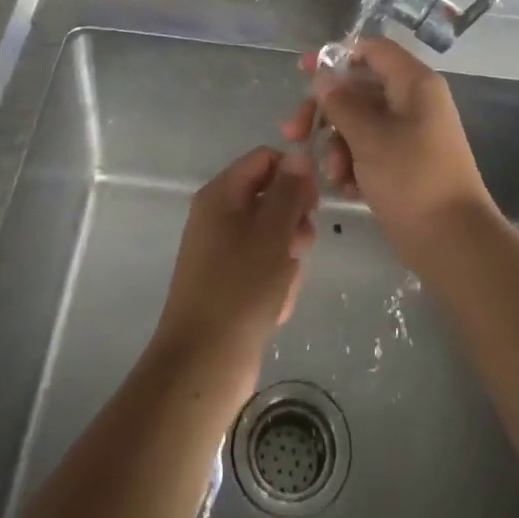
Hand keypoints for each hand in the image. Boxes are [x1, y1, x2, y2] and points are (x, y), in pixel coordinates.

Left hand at [151, 146, 318, 410]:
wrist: (204, 363)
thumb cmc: (240, 288)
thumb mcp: (272, 232)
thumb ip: (289, 190)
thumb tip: (298, 155)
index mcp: (221, 194)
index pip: (265, 159)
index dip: (294, 173)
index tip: (314, 203)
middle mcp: (217, 216)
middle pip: (270, 197)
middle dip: (293, 222)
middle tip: (301, 246)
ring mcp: (221, 251)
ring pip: (272, 236)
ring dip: (288, 257)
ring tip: (285, 285)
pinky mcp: (228, 283)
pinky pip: (262, 267)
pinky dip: (275, 282)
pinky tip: (276, 306)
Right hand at [282, 38, 496, 269]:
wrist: (453, 242)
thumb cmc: (412, 179)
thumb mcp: (369, 138)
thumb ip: (341, 104)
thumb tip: (323, 78)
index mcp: (414, 84)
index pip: (373, 50)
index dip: (337, 56)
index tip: (302, 71)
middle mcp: (414, 102)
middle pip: (360, 89)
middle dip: (326, 111)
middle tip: (294, 134)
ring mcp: (410, 134)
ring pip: (360, 123)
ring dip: (337, 144)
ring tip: (332, 175)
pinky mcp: (405, 163)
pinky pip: (370, 149)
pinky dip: (353, 163)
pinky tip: (344, 186)